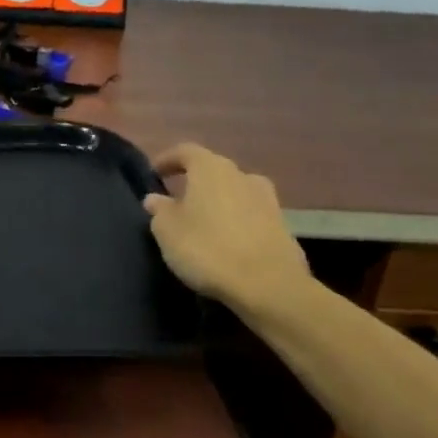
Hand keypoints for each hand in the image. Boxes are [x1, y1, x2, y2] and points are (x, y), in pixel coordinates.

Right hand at [143, 144, 310, 321]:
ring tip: (204, 223)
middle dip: (194, 183)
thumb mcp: (168, 231)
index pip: (185, 151)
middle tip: (177, 202)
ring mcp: (267, 200)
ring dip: (218, 202)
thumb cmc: (208, 249)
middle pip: (213, 171)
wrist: (269, 286)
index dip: (167, 160)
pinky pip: (251, 215)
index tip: (154, 174)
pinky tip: (228, 242)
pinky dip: (237, 222)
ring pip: (235, 192)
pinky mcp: (283, 226)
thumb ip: (159, 210)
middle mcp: (241, 175)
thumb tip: (155, 198)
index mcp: (210, 168)